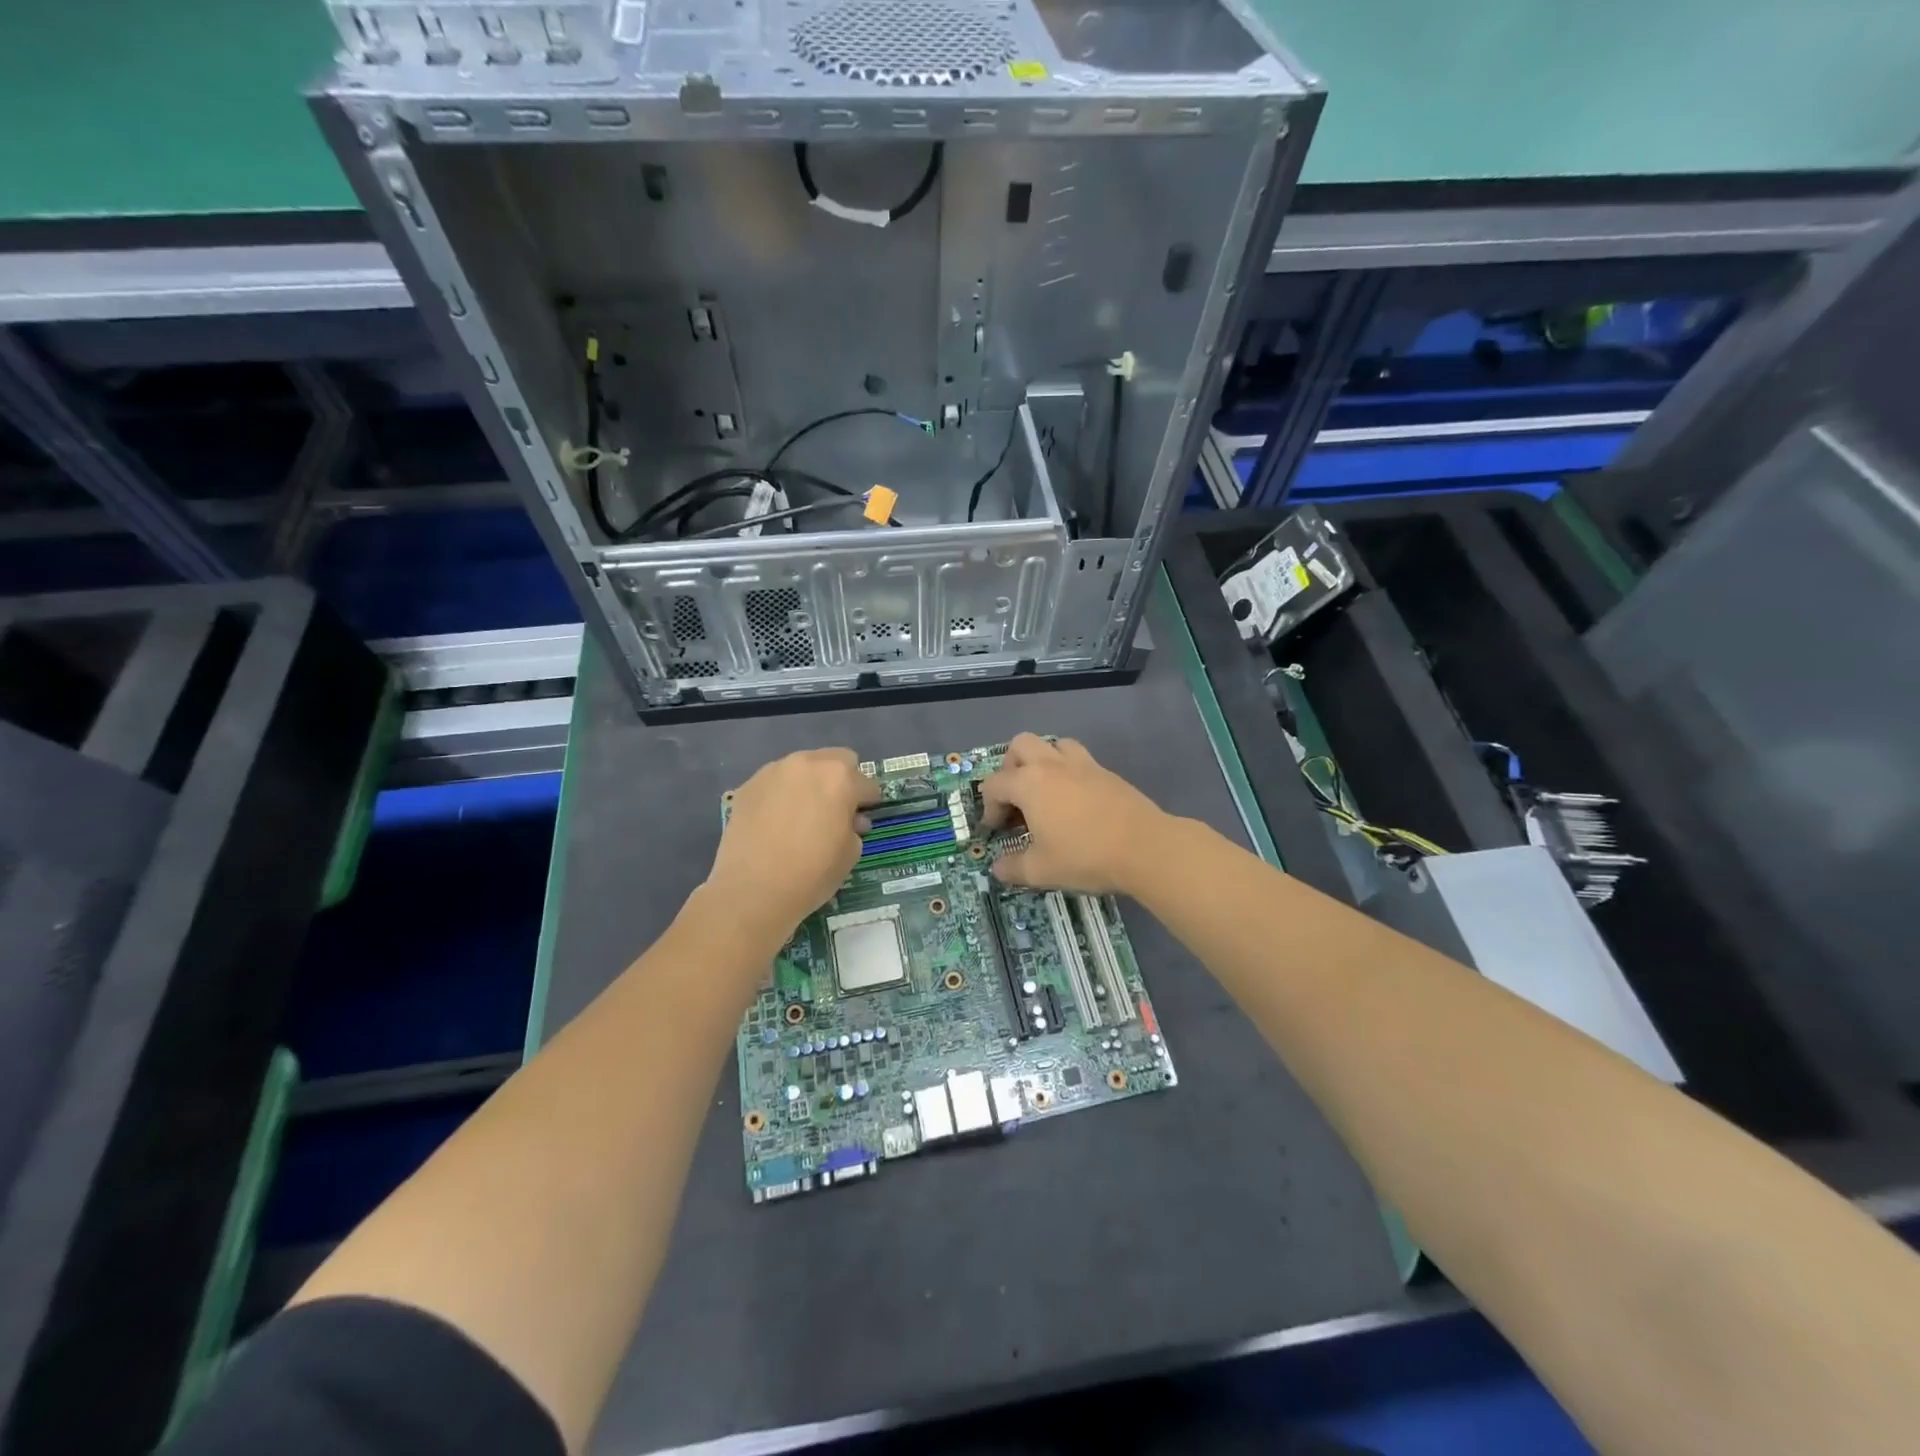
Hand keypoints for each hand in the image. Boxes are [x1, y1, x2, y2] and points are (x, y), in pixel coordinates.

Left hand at [708, 748, 879, 941]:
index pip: (866, 783)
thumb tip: (850, 820)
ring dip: (809, 784)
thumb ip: (854, 828)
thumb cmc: (812, 873)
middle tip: (836, 809)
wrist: (752, 889)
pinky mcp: (748, 786)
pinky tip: (776, 822)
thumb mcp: (850, 854)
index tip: (864, 817)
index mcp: (840, 778)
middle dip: (841, 780)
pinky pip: (775, 783)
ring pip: (802, 768)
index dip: (869, 802)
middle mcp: (807, 764)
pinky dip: (781, 795)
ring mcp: (773, 771)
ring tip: (803, 815)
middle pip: (835, 760)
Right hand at [980, 733, 1168, 894]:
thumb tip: (998, 868)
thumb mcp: (1042, 870)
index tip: (996, 830)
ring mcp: (1082, 764)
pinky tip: (1074, 799)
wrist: (1144, 848)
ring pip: (1053, 744)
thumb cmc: (1085, 856)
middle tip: (1015, 799)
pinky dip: (1068, 770)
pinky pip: (1078, 758)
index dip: (989, 807)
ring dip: (1042, 760)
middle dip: (1010, 768)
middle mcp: (1052, 765)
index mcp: (1029, 783)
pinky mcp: (1106, 772)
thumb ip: (1014, 868)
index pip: (994, 784)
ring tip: (1045, 791)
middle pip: (1020, 746)